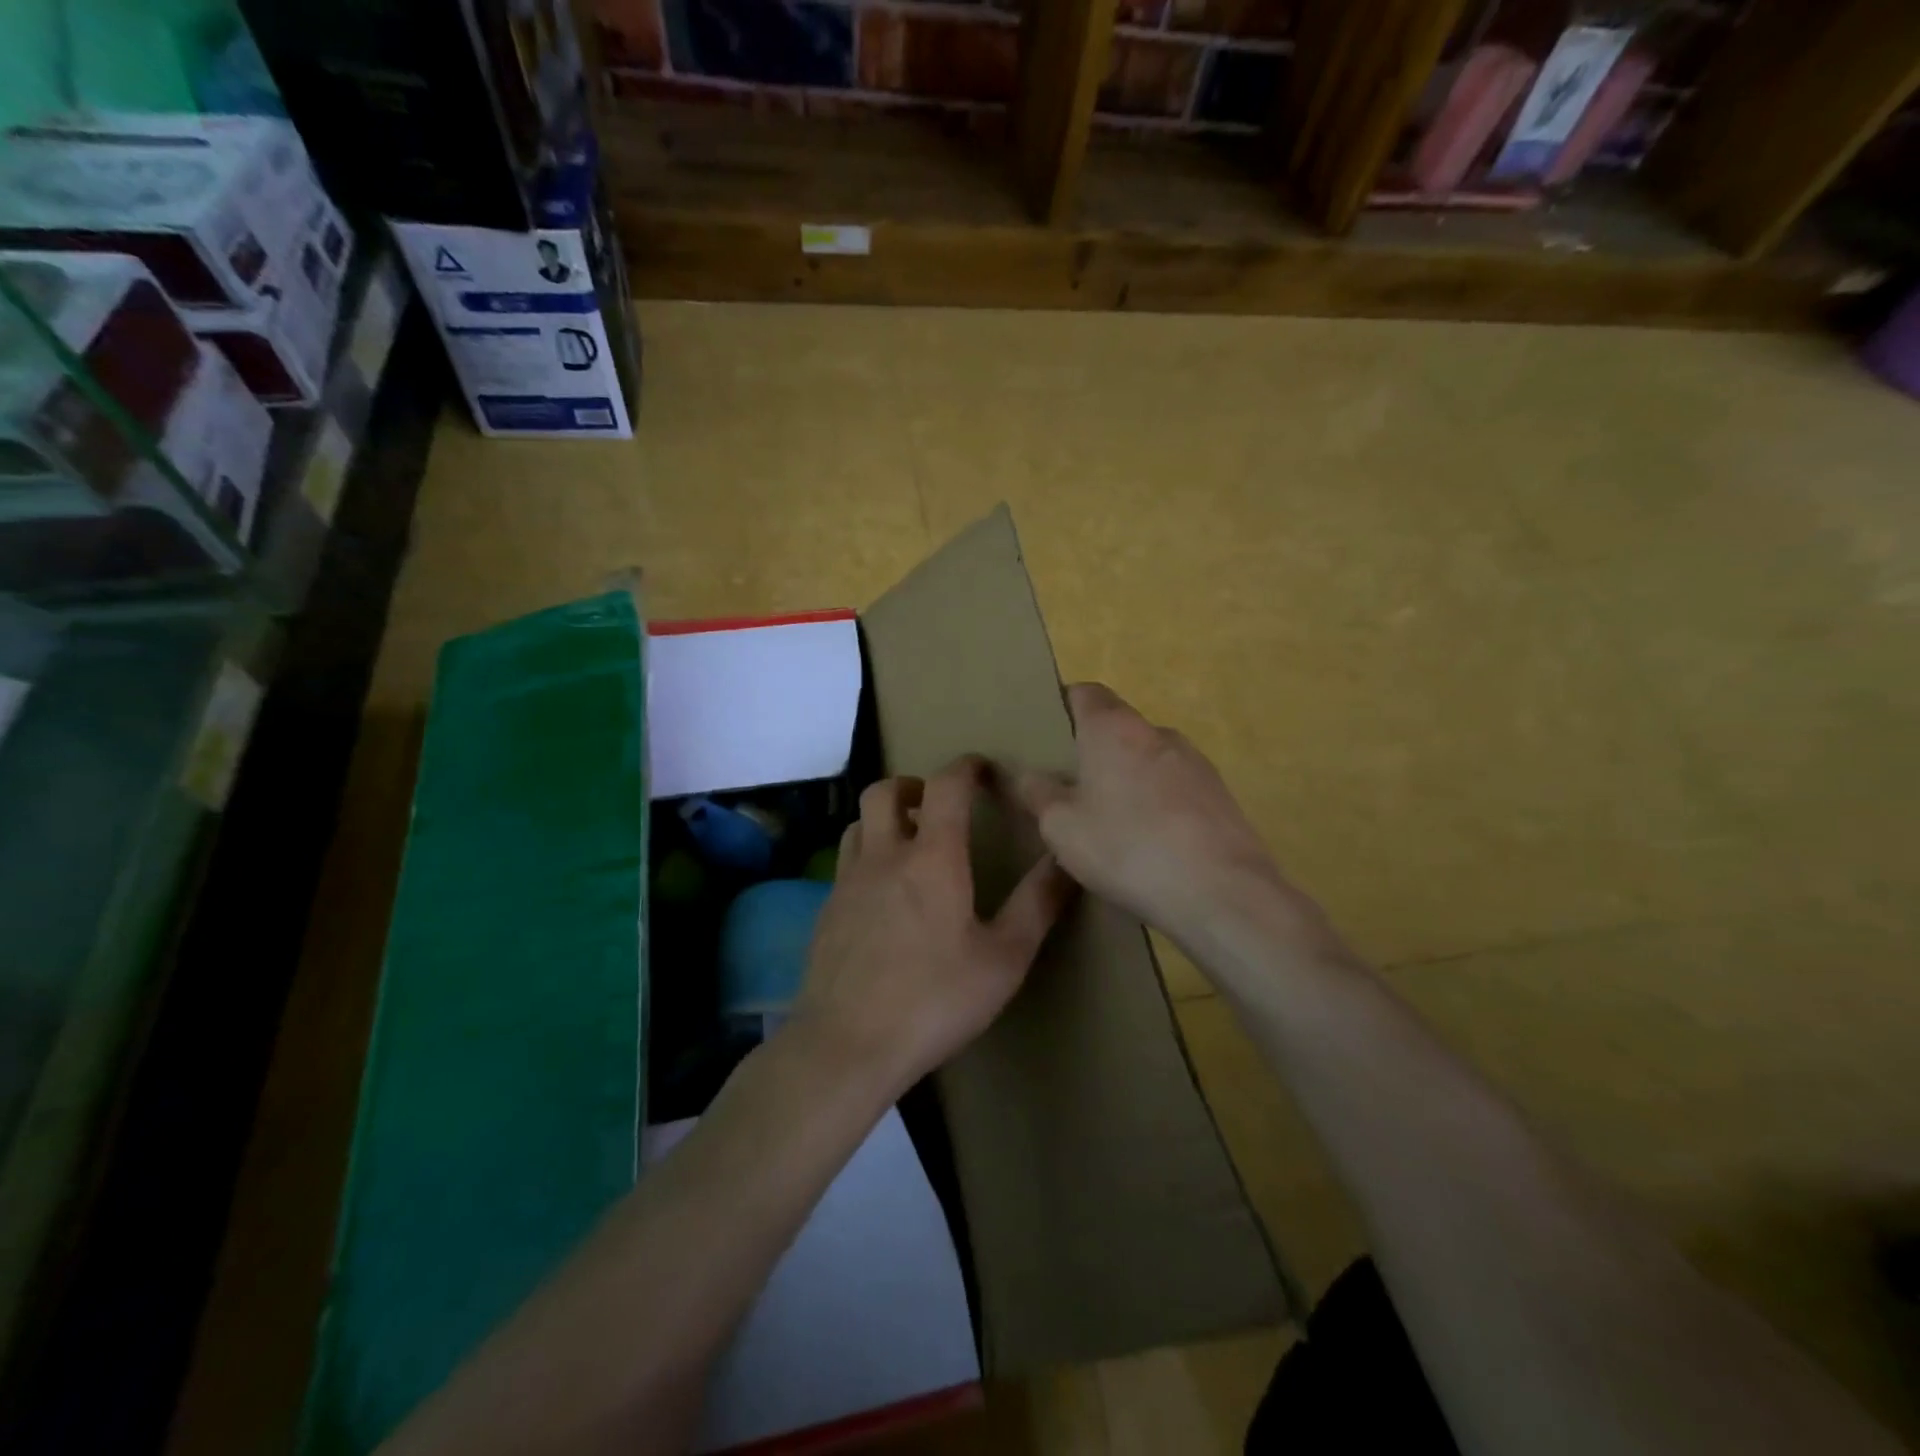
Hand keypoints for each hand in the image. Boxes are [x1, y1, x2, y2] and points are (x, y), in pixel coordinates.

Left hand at [789, 756, 1076, 1098]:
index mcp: (932, 858)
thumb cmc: (935, 999)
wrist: (847, 1045)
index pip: (946, 785)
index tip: (981, 768)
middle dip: (913, 784)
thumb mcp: (1004, 958)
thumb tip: (1066, 857)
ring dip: (884, 819)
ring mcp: (847, 882)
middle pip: (884, 790)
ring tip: (908, 844)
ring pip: (858, 824)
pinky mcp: (826, 912)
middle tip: (935, 804)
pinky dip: (867, 857)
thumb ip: (1038, 903)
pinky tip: (882, 897)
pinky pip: (845, 863)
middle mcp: (884, 856)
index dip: (966, 766)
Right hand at [1014, 684, 1306, 943]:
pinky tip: (1150, 843)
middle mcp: (1157, 732)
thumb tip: (1024, 774)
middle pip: (1117, 726)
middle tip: (1069, 787)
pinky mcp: (1220, 794)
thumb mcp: (1061, 827)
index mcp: (1113, 728)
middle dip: (1092, 750)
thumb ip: (1036, 793)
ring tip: (1110, 822)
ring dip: (1127, 778)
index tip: (1045, 735)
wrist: (1221, 892)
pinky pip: (1175, 787)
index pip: (1084, 692)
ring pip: (1148, 758)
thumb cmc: (1127, 848)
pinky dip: (1157, 802)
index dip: (1062, 706)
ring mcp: (1195, 762)